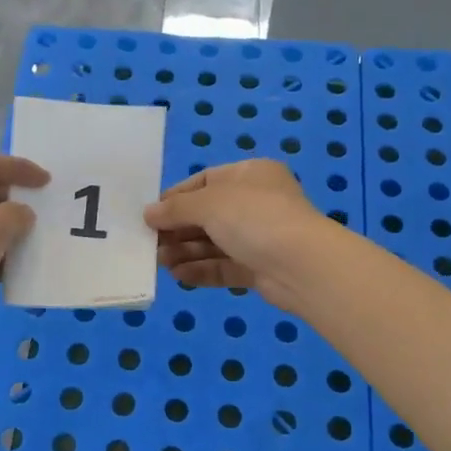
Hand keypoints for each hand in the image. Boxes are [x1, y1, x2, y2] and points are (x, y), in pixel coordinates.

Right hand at [143, 160, 335, 309]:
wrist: (302, 265)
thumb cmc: (254, 218)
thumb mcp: (209, 203)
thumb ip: (176, 208)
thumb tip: (148, 213)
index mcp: (251, 175)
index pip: (206, 180)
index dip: (177, 197)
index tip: (151, 213)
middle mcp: (257, 203)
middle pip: (208, 215)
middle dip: (178, 229)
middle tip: (149, 243)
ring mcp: (260, 238)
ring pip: (214, 243)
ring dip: (185, 251)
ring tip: (159, 262)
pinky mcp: (260, 268)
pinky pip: (224, 267)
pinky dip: (201, 270)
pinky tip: (178, 276)